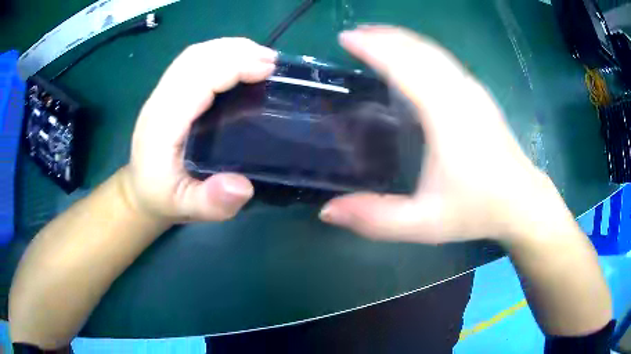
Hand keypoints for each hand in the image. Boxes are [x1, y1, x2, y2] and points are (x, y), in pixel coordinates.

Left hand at [125, 38, 276, 221]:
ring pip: (194, 55)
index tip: (268, 69)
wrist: (140, 190)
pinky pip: (191, 61)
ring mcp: (161, 93)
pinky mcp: (167, 91)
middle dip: (236, 51)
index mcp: (163, 124)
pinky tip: (237, 60)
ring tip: (260, 56)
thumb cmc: (163, 197)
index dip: (234, 67)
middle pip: (196, 58)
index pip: (198, 79)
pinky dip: (218, 53)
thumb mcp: (185, 208)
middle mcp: (160, 101)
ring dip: (229, 48)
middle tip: (272, 60)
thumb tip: (243, 186)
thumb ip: (210, 202)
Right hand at [319, 26, 572, 243]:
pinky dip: (420, 49)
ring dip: (402, 39)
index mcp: (447, 116)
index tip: (345, 38)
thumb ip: (377, 219)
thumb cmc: (477, 210)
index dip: (374, 48)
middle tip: (354, 34)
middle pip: (419, 49)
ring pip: (434, 51)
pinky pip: (444, 60)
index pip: (405, 66)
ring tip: (376, 37)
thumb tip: (327, 211)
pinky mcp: (479, 94)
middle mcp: (461, 93)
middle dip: (384, 36)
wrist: (522, 201)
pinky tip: (411, 56)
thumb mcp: (424, 223)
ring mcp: (474, 90)